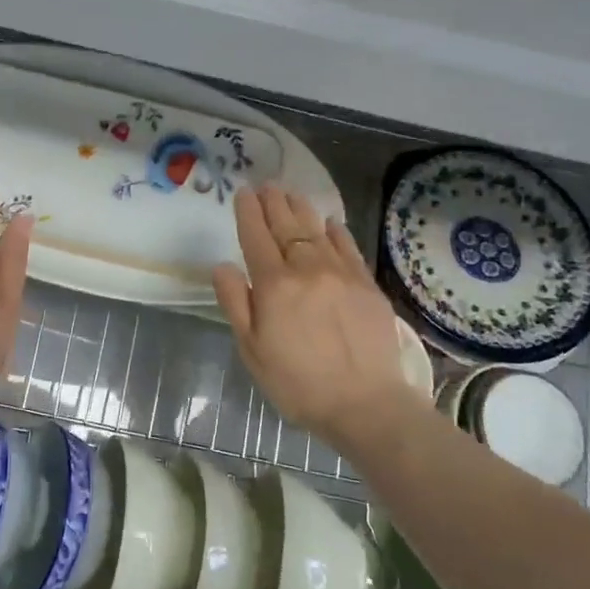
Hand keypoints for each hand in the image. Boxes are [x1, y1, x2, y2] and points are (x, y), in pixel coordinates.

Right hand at [212, 184, 421, 449]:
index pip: (256, 237)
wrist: (364, 403)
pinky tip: (330, 223)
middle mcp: (307, 269)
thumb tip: (223, 265)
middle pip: (287, 227)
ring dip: (302, 210)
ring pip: (317, 231)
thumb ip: (236, 303)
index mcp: (274, 285)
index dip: (248, 213)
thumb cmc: (297, 382)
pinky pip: (348, 247)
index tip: (243, 193)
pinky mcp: (367, 286)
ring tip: (291, 194)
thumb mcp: (252, 350)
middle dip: (274, 203)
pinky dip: (336, 231)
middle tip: (266, 185)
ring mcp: (341, 274)